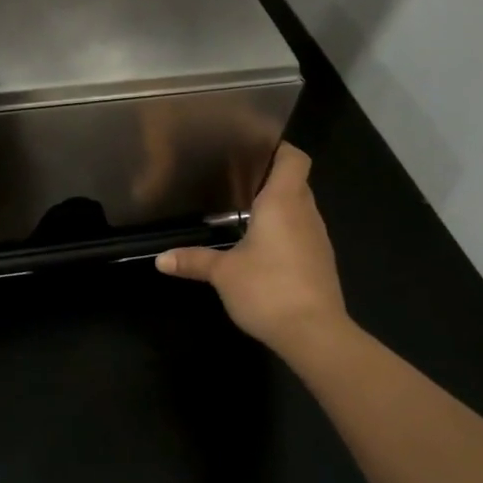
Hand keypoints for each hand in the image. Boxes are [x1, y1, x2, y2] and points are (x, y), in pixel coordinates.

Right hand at [155, 143, 355, 355]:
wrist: (315, 334)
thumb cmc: (268, 289)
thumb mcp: (223, 273)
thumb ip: (194, 260)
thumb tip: (161, 260)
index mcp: (283, 202)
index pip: (294, 158)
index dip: (279, 148)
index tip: (253, 149)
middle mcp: (305, 213)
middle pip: (296, 181)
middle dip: (271, 178)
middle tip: (237, 180)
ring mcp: (318, 238)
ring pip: (300, 208)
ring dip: (279, 207)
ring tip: (246, 212)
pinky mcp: (321, 262)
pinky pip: (303, 233)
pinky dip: (285, 231)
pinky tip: (262, 247)